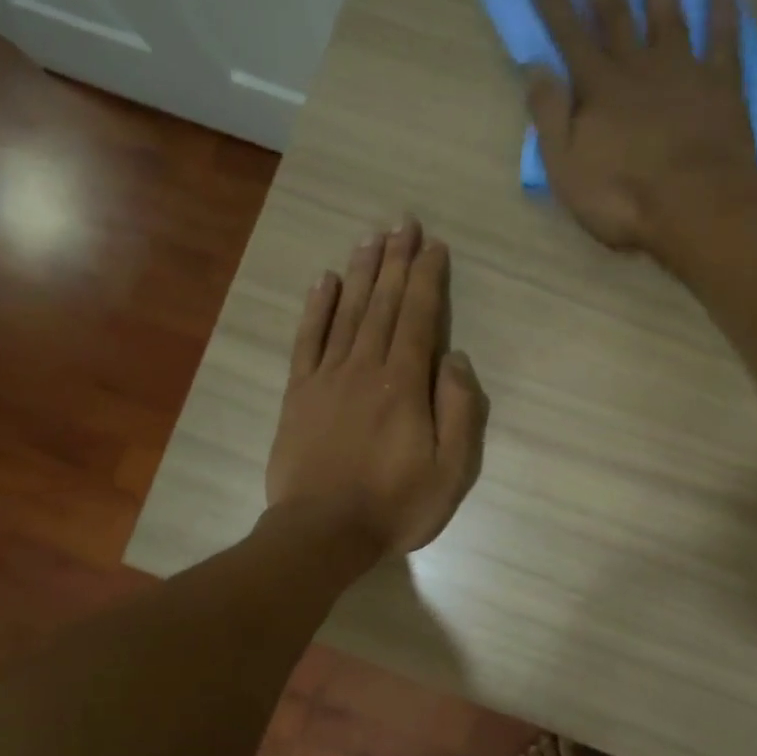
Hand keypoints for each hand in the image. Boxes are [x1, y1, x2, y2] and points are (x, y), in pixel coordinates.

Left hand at [265, 220, 488, 563]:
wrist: (321, 533)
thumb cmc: (394, 506)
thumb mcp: (450, 471)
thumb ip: (458, 411)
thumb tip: (455, 358)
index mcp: (405, 384)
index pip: (420, 318)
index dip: (428, 279)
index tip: (434, 246)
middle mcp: (365, 368)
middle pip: (384, 304)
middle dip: (396, 261)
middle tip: (403, 222)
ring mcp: (326, 377)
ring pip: (348, 312)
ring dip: (362, 272)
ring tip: (372, 238)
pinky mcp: (298, 393)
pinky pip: (307, 340)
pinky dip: (317, 307)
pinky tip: (325, 281)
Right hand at [527, 0, 756, 266]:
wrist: (697, 208)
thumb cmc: (624, 198)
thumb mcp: (568, 169)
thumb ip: (550, 116)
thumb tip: (536, 68)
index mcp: (598, 89)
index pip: (569, 33)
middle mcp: (638, 67)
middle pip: (615, 12)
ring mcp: (684, 72)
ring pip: (667, 14)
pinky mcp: (722, 86)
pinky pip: (723, 40)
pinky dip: (723, 11)